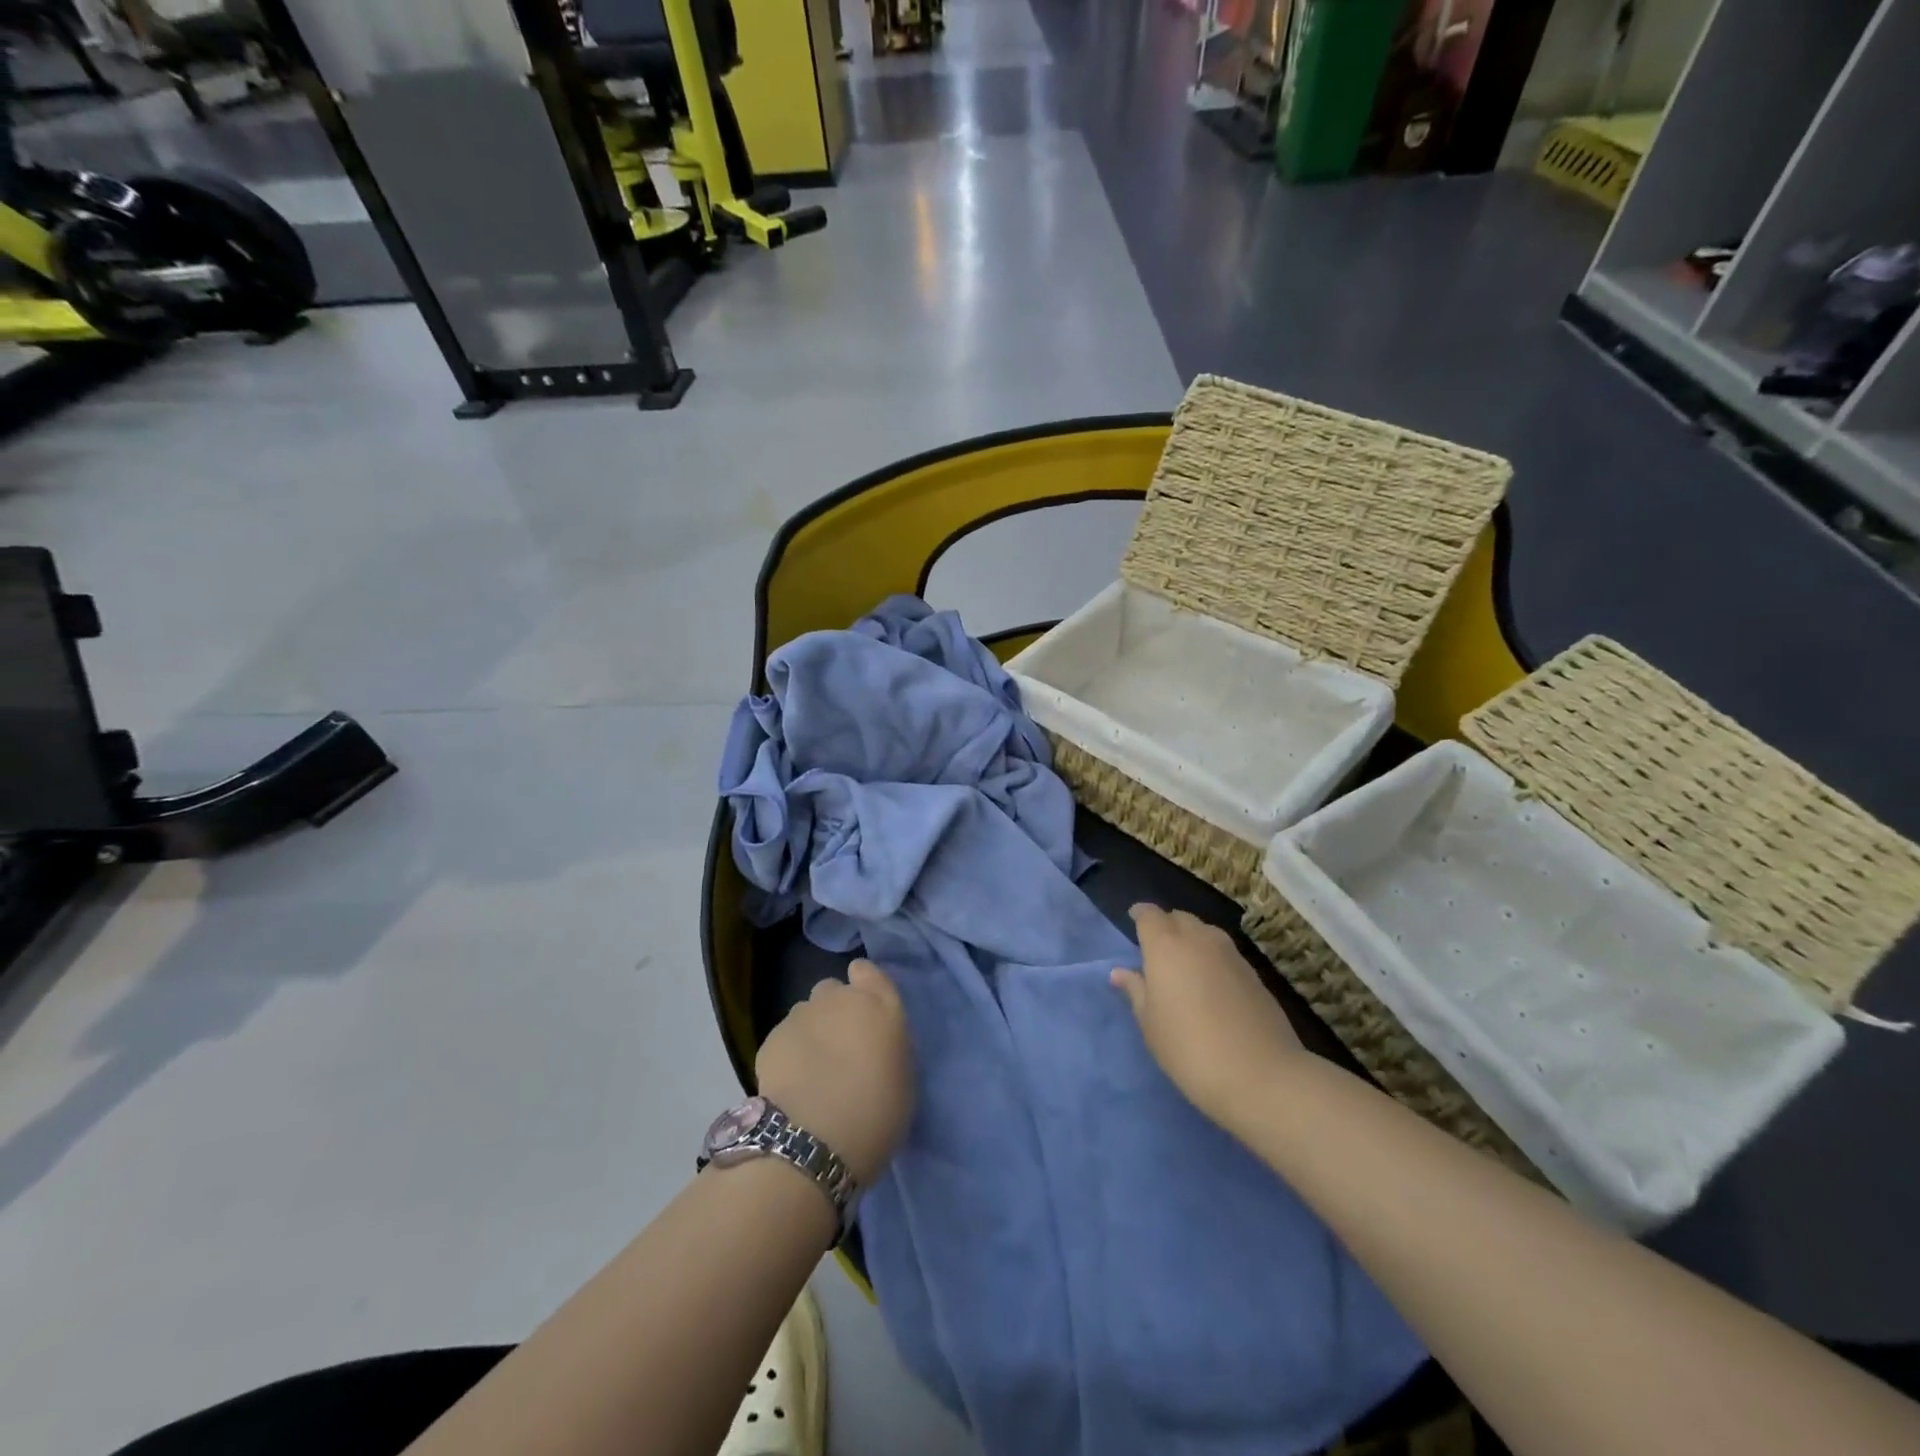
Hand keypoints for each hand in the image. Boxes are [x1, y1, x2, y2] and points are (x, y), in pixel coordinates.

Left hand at [756, 960, 914, 1187]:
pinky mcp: (771, 1038)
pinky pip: (784, 1037)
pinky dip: (788, 1053)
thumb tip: (874, 1044)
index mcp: (879, 1005)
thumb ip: (888, 1046)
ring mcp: (801, 1015)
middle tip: (839, 1047)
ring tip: (811, 1069)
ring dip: (811, 1030)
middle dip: (834, 1010)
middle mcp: (839, 999)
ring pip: (806, 1012)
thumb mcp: (903, 1078)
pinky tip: (791, 1083)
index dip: (863, 984)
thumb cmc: (875, 1114)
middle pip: (833, 990)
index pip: (868, 971)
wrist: (814, 1140)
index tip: (864, 1010)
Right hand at [1112, 904, 1302, 1135]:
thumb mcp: (1151, 1024)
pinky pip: (1224, 952)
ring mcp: (1230, 954)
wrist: (1260, 1075)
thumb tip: (1120, 972)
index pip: (1150, 915)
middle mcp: (1199, 939)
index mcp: (1166, 946)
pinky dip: (1211, 956)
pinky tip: (1210, 983)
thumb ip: (1135, 991)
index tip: (1133, 920)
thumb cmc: (1189, 1048)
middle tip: (1156, 947)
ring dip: (1191, 938)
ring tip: (1183, 964)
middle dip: (1166, 925)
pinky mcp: (1253, 973)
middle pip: (1179, 918)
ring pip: (1204, 931)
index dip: (1140, 914)